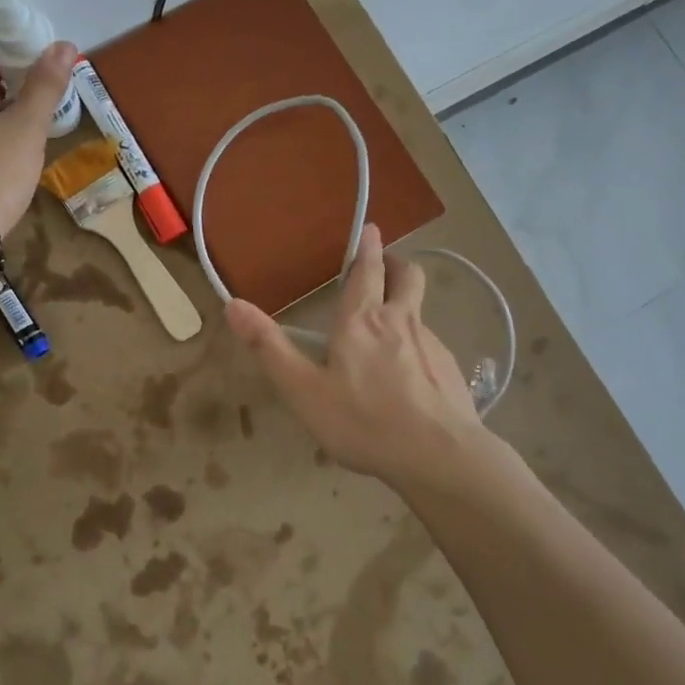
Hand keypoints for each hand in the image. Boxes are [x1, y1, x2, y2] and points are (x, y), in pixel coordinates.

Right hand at [225, 223, 487, 493]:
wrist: (440, 456)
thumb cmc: (363, 422)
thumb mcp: (304, 390)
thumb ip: (269, 348)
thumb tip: (233, 304)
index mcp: (361, 321)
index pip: (366, 271)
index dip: (367, 247)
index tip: (371, 228)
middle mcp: (400, 321)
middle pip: (407, 276)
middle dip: (396, 263)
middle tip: (385, 264)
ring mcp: (432, 344)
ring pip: (420, 310)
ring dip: (407, 304)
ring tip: (391, 326)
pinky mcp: (452, 369)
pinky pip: (432, 344)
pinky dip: (419, 344)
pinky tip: (411, 375)